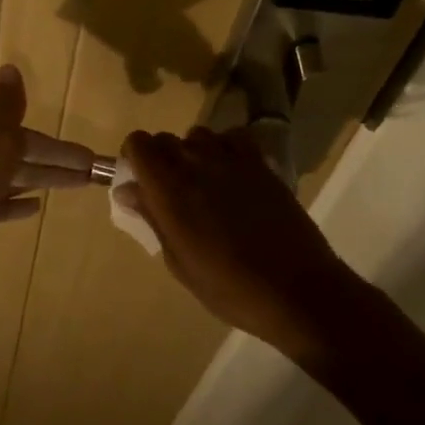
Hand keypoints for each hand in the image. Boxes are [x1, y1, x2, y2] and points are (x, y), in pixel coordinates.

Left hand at [0, 65, 95, 306]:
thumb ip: (6, 109)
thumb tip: (10, 66)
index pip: (21, 133)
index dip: (58, 148)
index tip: (90, 162)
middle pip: (13, 153)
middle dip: (51, 164)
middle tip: (90, 178)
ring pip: (3, 177)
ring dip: (35, 181)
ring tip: (70, 188)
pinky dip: (10, 203)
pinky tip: (33, 209)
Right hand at [118, 127, 379, 368]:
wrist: (295, 289)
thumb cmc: (228, 286)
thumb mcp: (178, 262)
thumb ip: (152, 218)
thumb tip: (129, 191)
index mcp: (167, 187)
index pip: (138, 143)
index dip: (134, 157)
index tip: (140, 181)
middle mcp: (194, 162)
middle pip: (164, 139)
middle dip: (160, 158)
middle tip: (170, 191)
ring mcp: (230, 159)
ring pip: (198, 135)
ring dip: (193, 152)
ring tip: (204, 183)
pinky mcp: (260, 163)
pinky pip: (233, 137)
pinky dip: (226, 147)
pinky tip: (231, 173)